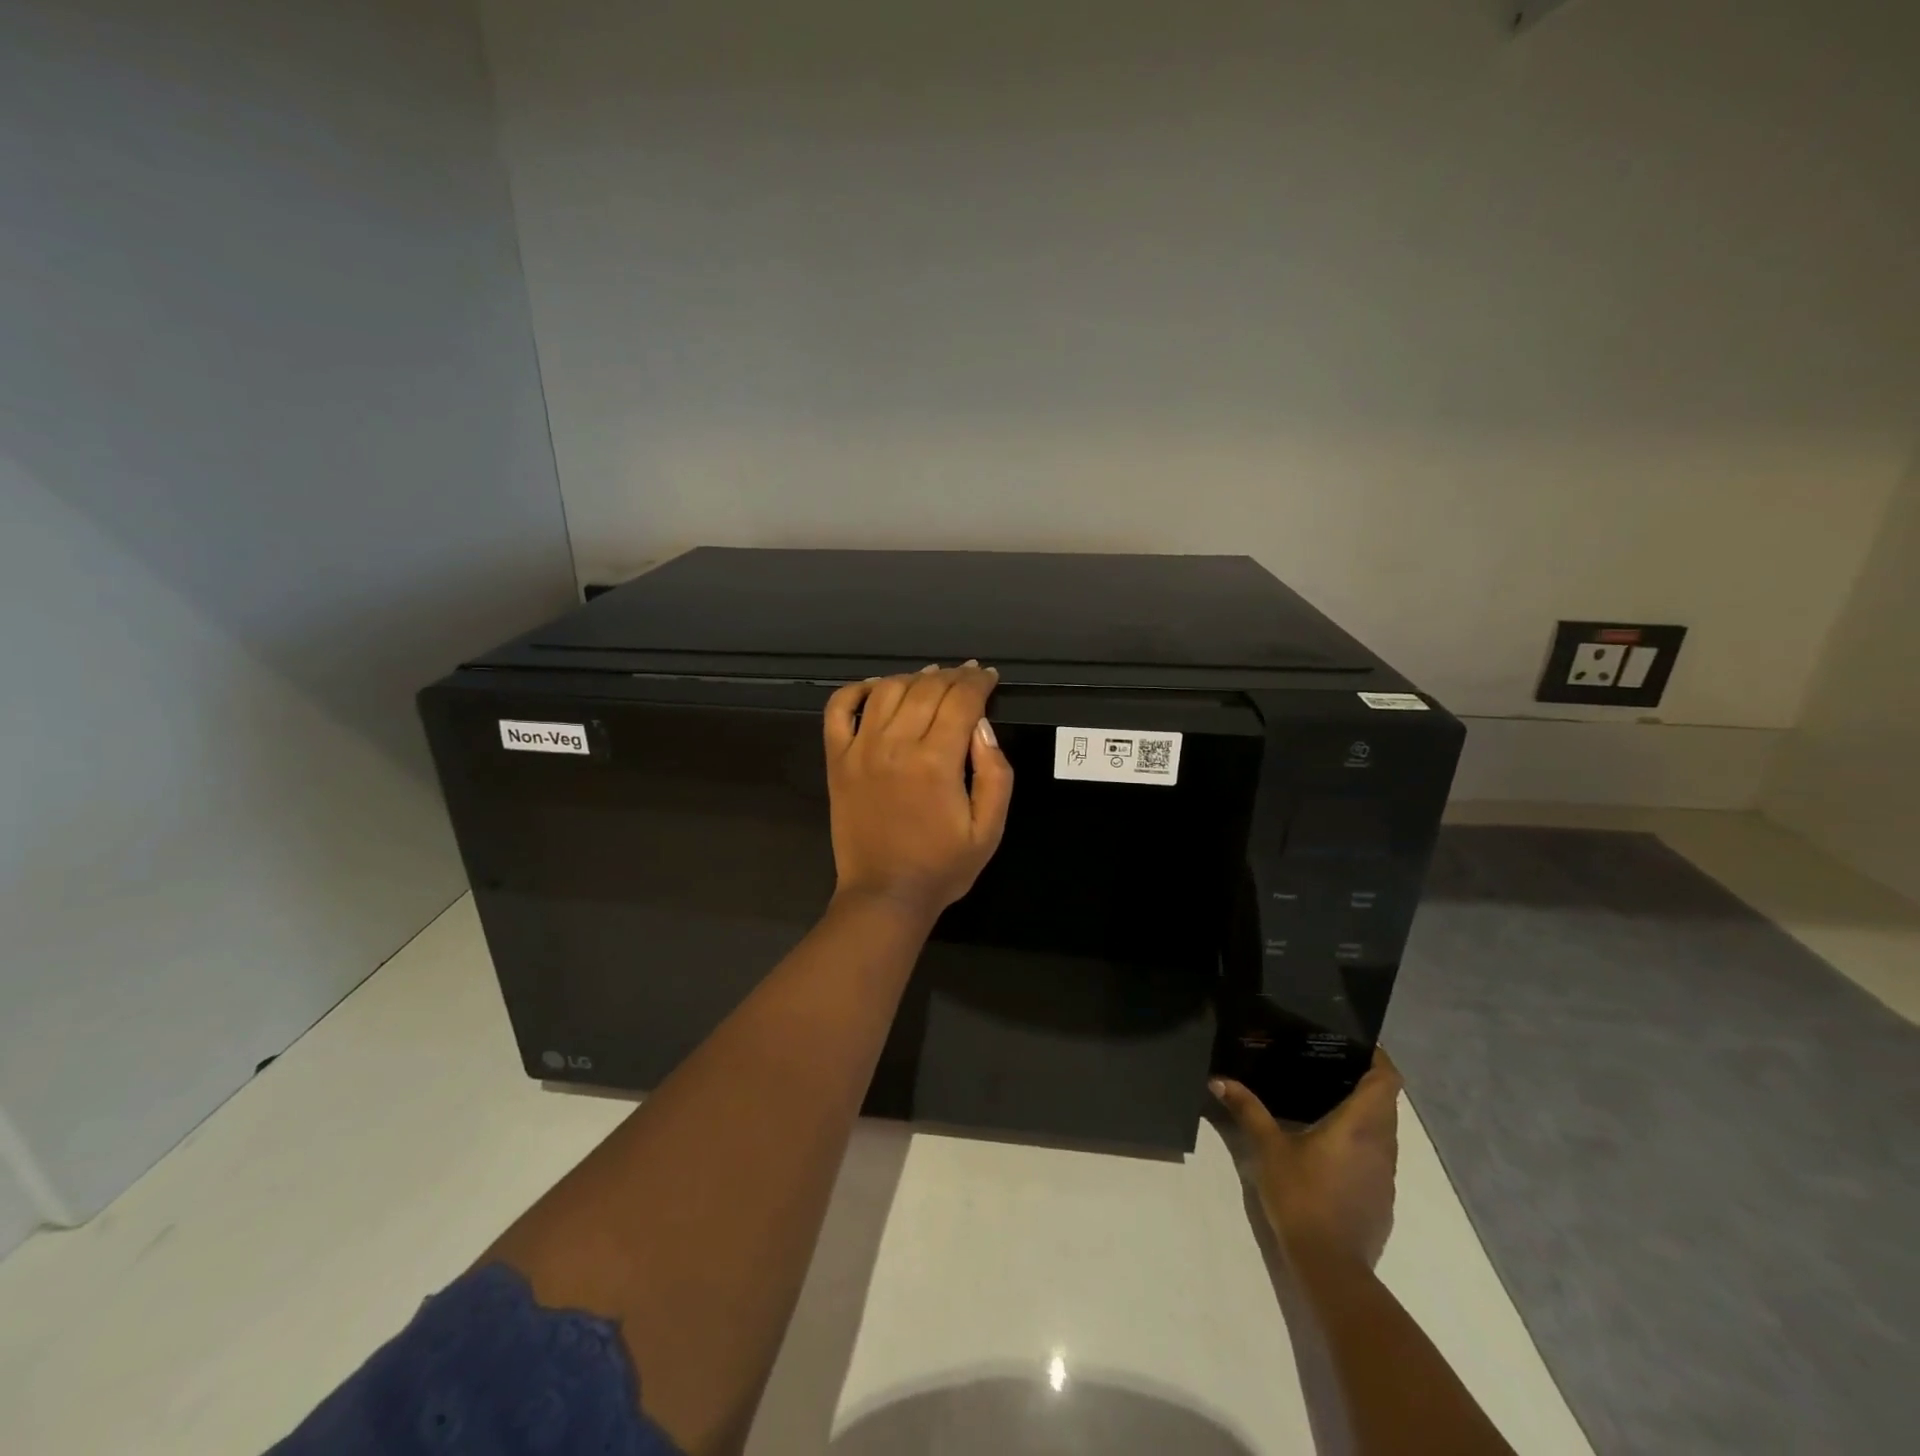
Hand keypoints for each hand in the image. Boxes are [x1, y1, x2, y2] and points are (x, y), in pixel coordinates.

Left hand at [823, 663, 1013, 923]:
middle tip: (967, 677)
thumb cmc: (943, 866)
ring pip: (887, 690)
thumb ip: (995, 774)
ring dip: (913, 677)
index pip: (961, 700)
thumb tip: (982, 725)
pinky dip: (857, 690)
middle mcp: (895, 745)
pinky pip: (839, 709)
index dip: (978, 681)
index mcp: (936, 762)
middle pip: (926, 688)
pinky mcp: (837, 760)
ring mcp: (860, 750)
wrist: (885, 895)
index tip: (988, 676)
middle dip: (953, 675)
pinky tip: (878, 688)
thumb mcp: (989, 829)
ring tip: (932, 679)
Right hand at [1212, 1050, 1402, 1268]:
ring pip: (1385, 1130)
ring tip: (1328, 1097)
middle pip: (1387, 1102)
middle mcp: (1382, 1145)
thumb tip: (1219, 1081)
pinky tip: (1331, 1144)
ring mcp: (1386, 1175)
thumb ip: (1248, 1110)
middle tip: (1330, 1064)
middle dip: (1366, 1081)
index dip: (1379, 1058)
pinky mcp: (1382, 1197)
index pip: (1387, 1080)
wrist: (1332, 1266)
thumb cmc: (1302, 1196)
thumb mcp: (1268, 1148)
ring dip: (1366, 1112)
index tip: (1356, 1044)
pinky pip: (1379, 1155)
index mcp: (1360, 1126)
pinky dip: (1363, 1140)